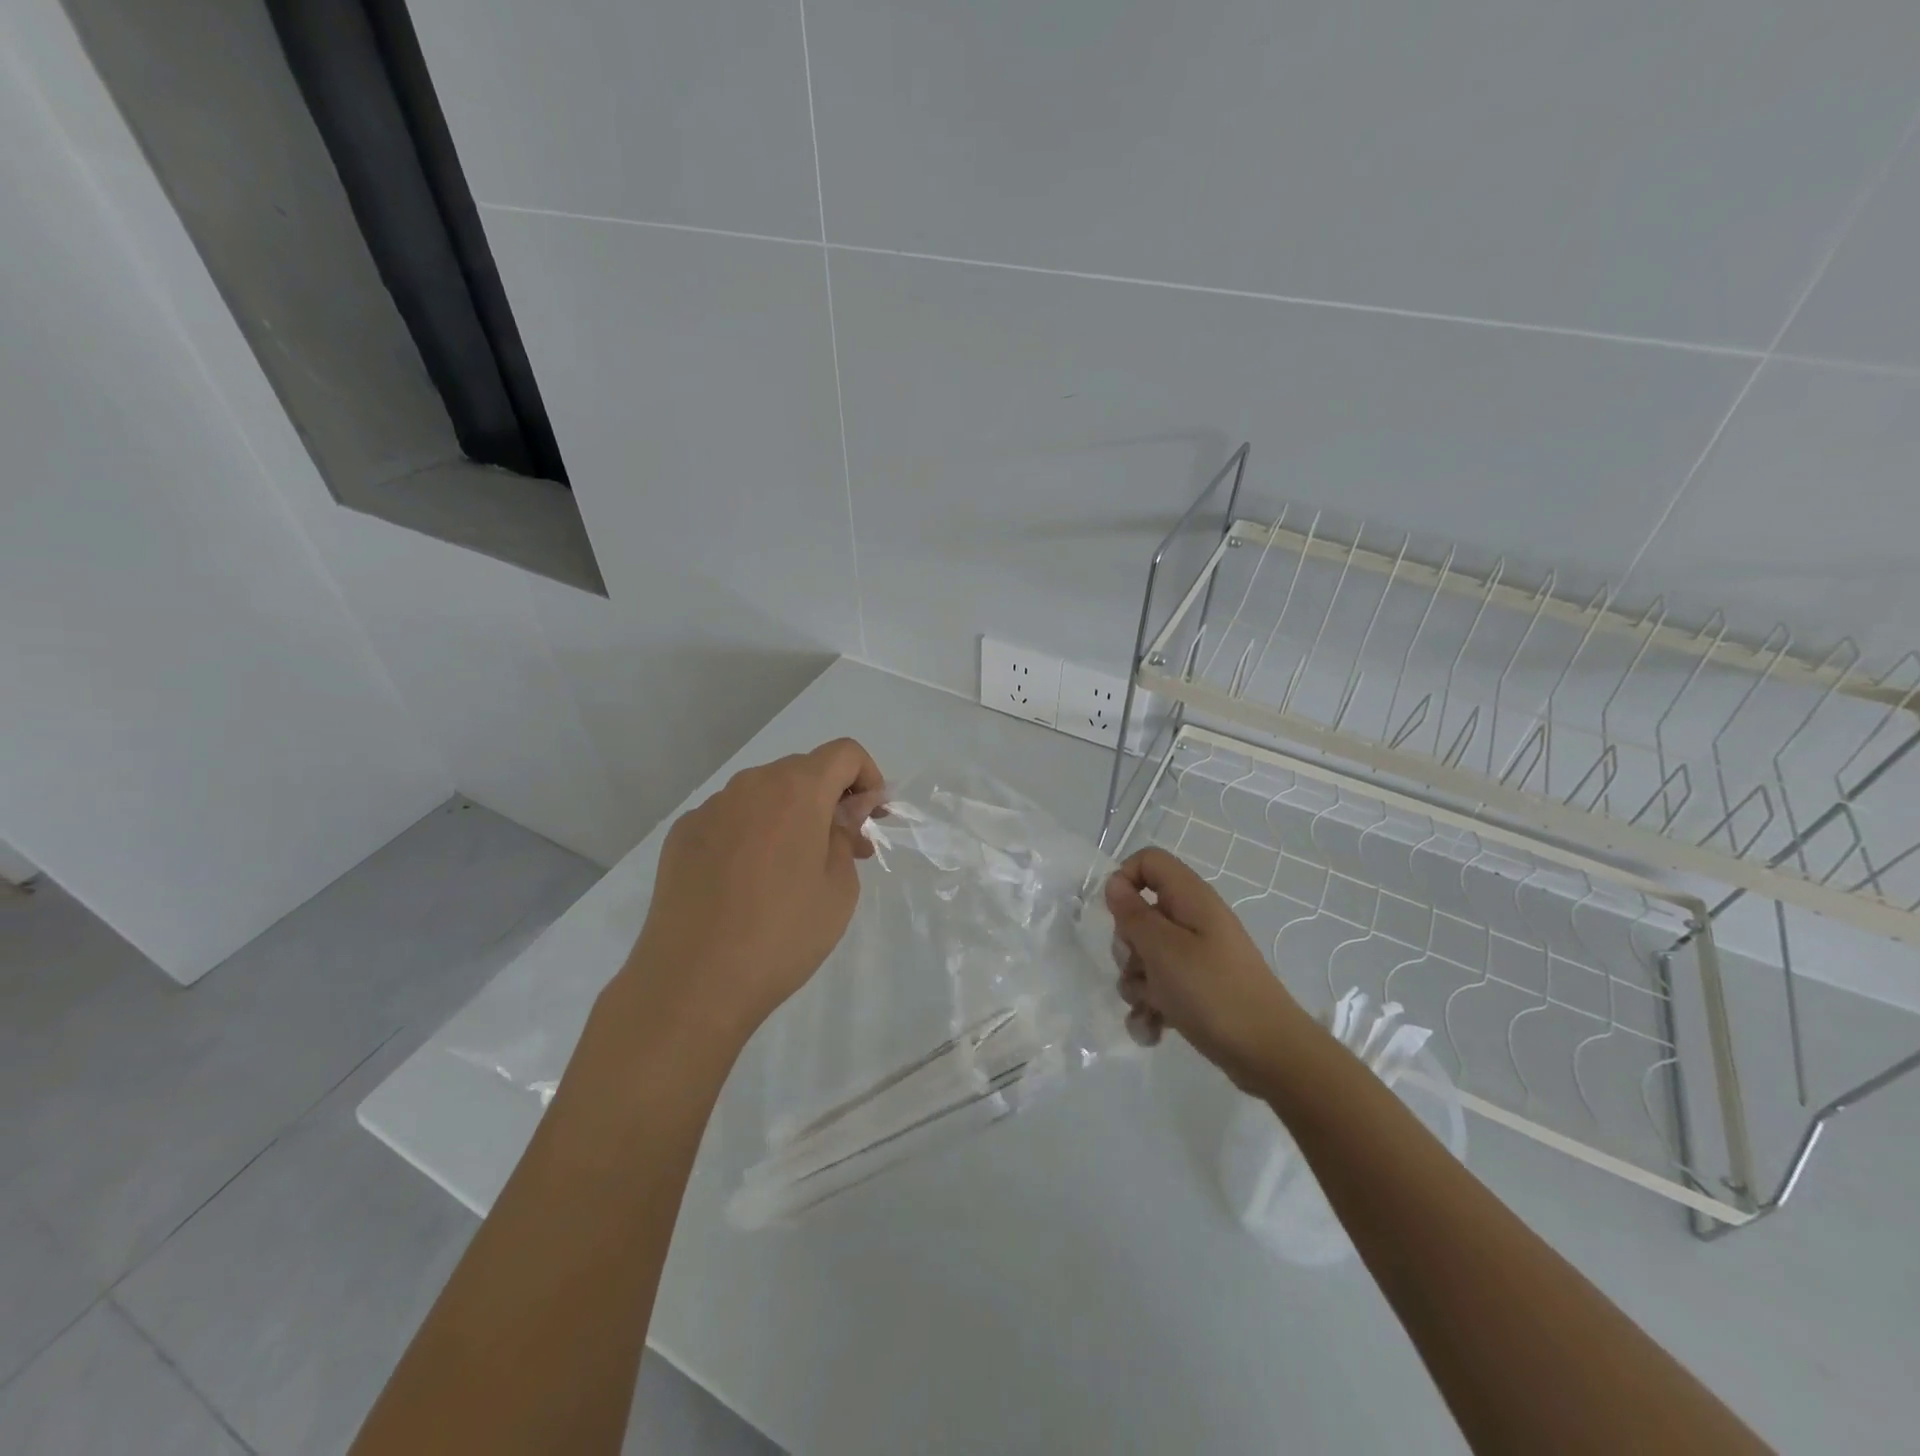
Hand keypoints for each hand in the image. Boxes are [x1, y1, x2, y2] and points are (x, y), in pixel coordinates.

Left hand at [621, 739, 884, 1049]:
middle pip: (803, 771)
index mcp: (796, 790)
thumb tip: (847, 809)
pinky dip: (753, 834)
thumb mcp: (839, 887)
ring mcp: (710, 809)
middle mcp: (750, 785)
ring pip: (764, 795)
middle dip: (832, 800)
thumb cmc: (783, 934)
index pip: (844, 753)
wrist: (693, 982)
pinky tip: (749, 882)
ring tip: (797, 869)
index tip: (872, 819)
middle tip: (845, 850)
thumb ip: (846, 833)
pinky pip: (731, 819)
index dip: (868, 778)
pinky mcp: (682, 835)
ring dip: (792, 816)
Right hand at [1105, 847, 1312, 1090]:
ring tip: (1150, 1007)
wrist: (1270, 1054)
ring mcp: (1197, 957)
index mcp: (1190, 899)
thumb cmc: (1212, 992)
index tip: (1116, 915)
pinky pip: (1160, 987)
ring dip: (1136, 984)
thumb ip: (1132, 913)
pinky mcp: (1198, 989)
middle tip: (1138, 968)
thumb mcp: (1162, 949)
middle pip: (1141, 914)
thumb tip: (1114, 883)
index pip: (1149, 861)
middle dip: (1128, 946)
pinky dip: (1151, 1007)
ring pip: (1145, 956)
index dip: (1125, 879)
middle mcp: (1194, 922)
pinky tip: (1152, 1030)